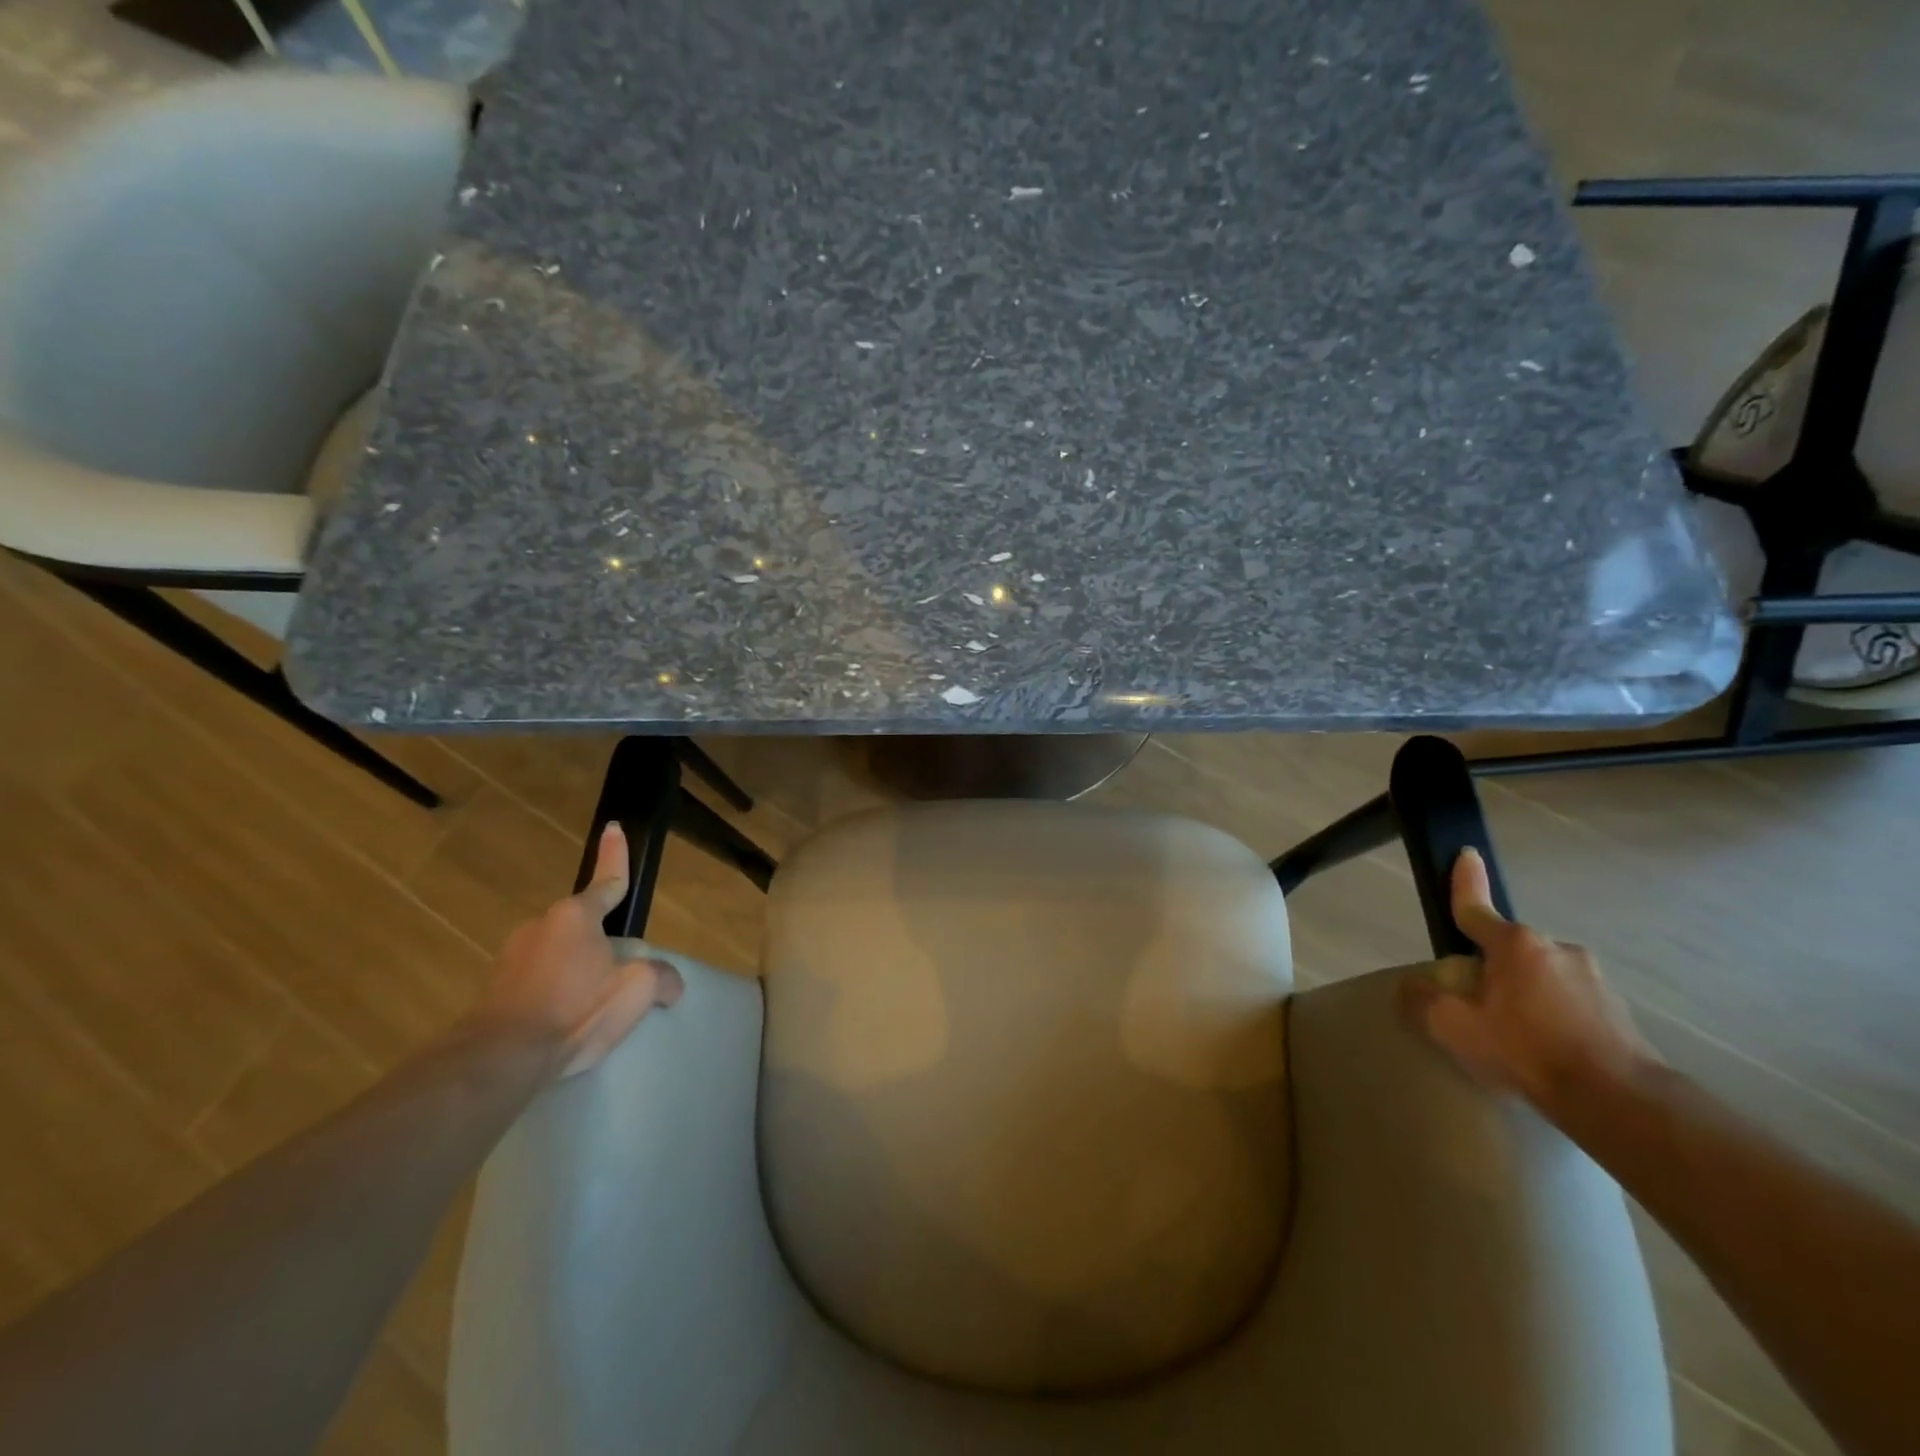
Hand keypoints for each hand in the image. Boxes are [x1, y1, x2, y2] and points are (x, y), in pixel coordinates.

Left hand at [470, 823, 683, 1078]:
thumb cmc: (575, 1012)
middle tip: (620, 974)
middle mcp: (541, 925)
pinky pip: (538, 977)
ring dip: (578, 969)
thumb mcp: (637, 991)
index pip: (608, 880)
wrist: (499, 1060)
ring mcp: (512, 955)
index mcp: (577, 916)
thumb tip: (670, 983)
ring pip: (560, 952)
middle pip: (585, 924)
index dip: (616, 855)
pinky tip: (563, 1022)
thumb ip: (660, 977)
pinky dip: (554, 990)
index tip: (614, 828)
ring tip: (591, 1007)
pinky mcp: (495, 987)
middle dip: (603, 942)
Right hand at [1402, 848, 1659, 1111]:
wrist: (1620, 1102)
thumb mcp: (1454, 1027)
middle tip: (1479, 1005)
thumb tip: (1412, 987)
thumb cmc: (1528, 1051)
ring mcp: (1594, 979)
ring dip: (1526, 994)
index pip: (1477, 908)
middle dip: (1492, 967)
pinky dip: (1554, 1016)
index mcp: (1516, 945)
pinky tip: (1549, 1051)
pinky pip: (1570, 1002)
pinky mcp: (1619, 1011)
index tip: (1466, 855)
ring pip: (1542, 976)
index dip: (1465, 882)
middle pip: (1509, 949)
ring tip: (1517, 1036)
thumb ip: (1422, 1000)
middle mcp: (1558, 949)